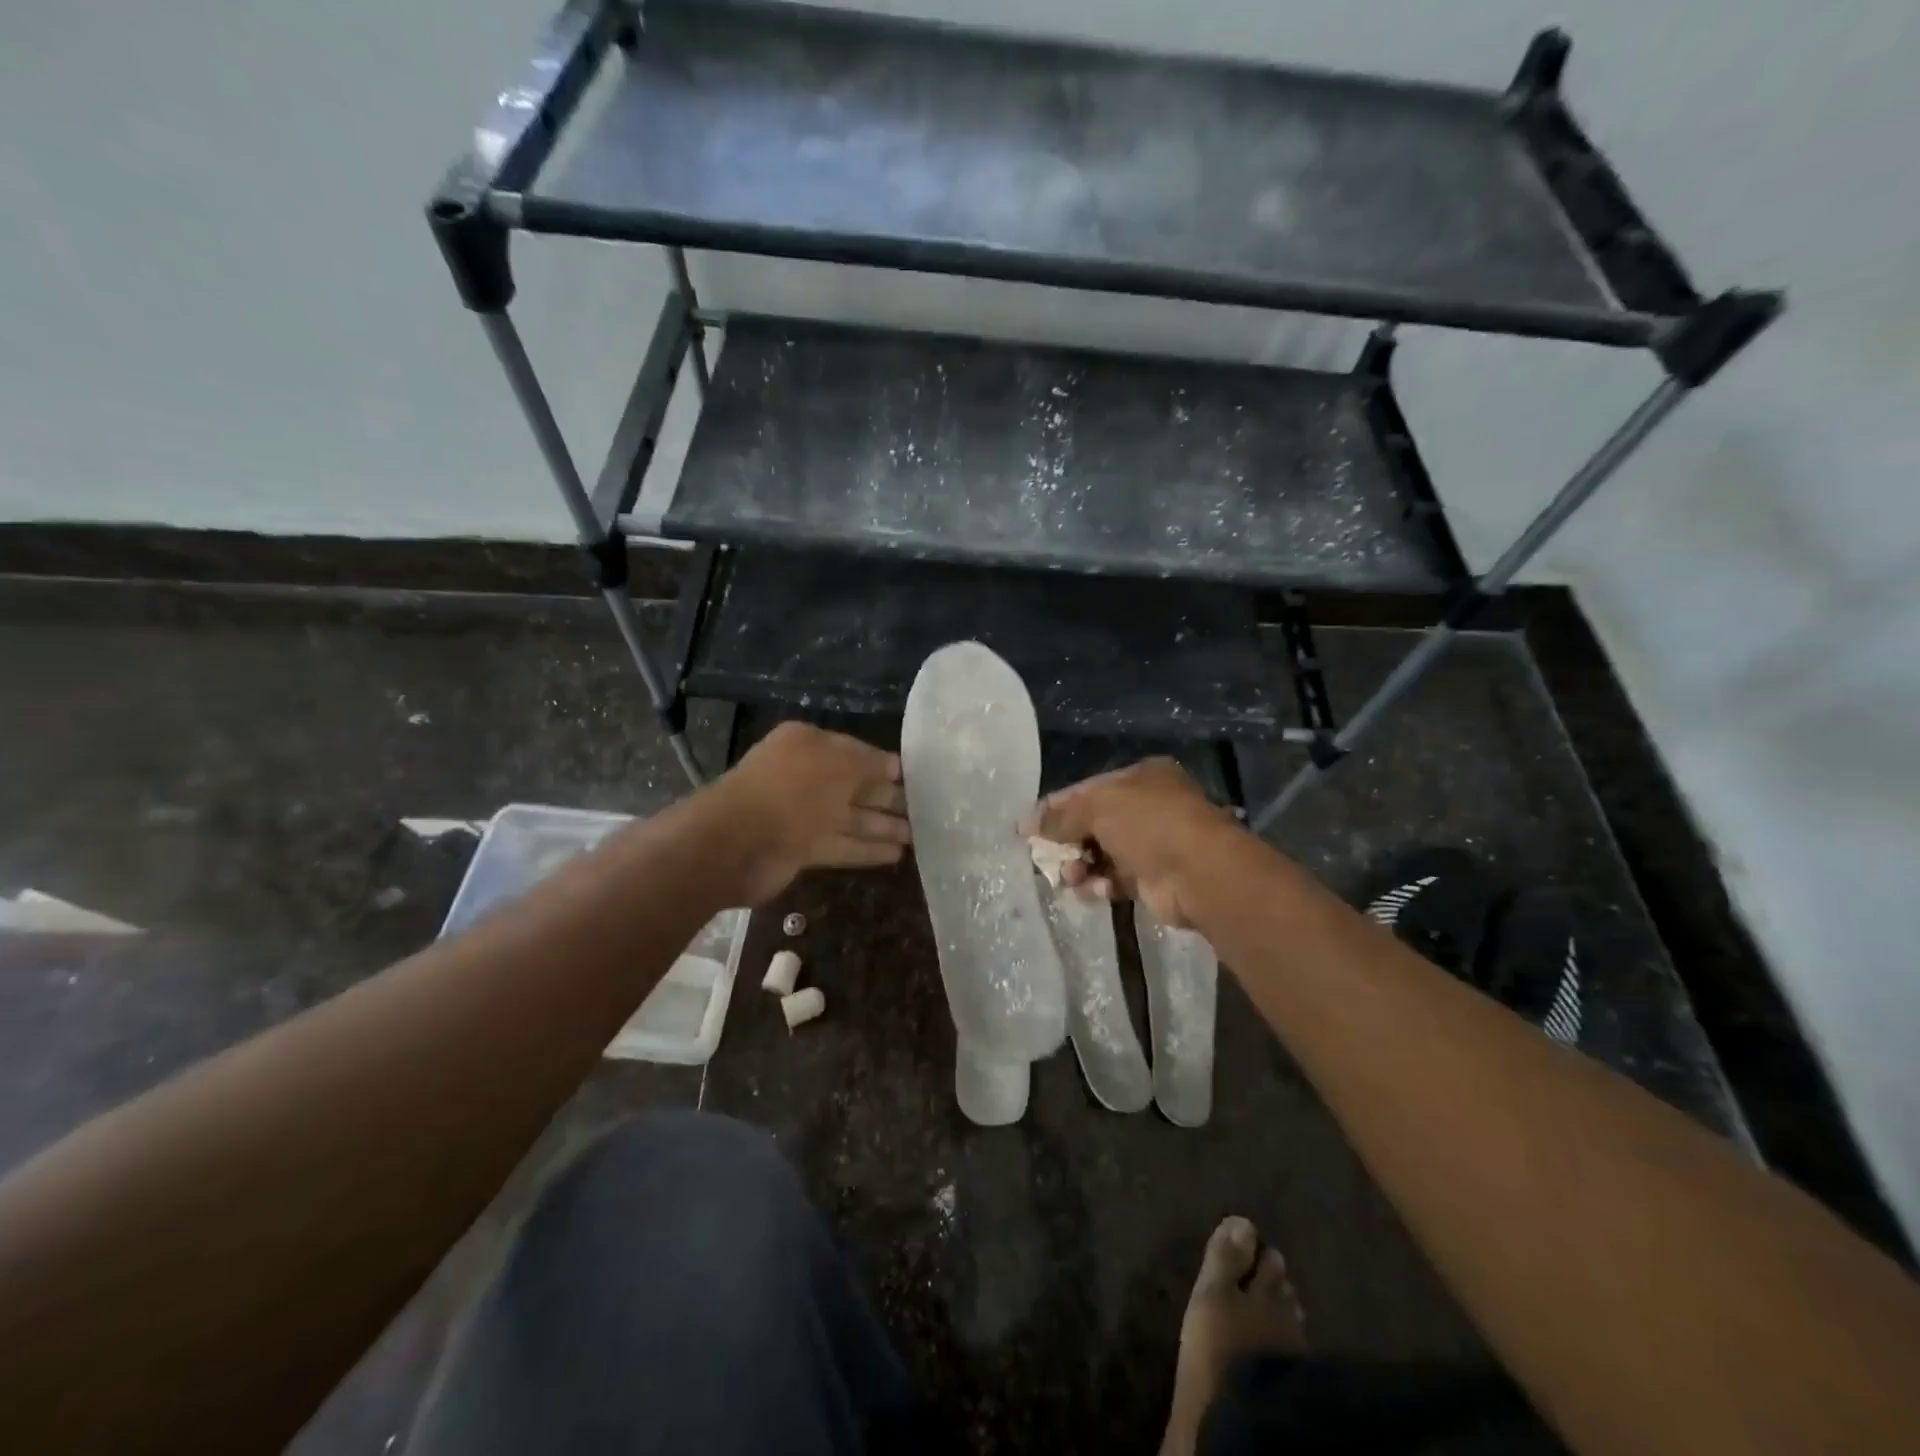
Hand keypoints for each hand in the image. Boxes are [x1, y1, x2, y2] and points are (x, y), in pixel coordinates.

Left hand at [717, 723, 910, 904]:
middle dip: (888, 798)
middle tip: (927, 810)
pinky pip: (841, 845)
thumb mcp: (839, 763)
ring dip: (883, 826)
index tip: (918, 778)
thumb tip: (894, 767)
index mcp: (808, 745)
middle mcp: (804, 775)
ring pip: (850, 818)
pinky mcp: (800, 848)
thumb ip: (870, 763)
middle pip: (854, 786)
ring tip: (919, 836)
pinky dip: (866, 849)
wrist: (737, 843)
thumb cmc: (792, 790)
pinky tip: (896, 855)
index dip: (886, 765)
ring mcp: (800, 814)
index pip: (855, 752)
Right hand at [1019, 758, 1240, 928]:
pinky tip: (1092, 891)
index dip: (1057, 808)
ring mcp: (1152, 844)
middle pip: (1092, 824)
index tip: (1029, 829)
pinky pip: (1114, 880)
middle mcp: (1148, 807)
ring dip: (1080, 867)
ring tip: (1071, 877)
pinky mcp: (1152, 880)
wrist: (1198, 874)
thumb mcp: (1097, 806)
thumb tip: (1024, 824)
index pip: (1088, 790)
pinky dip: (1099, 886)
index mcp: (1140, 778)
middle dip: (1067, 842)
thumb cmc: (1148, 825)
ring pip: (1101, 854)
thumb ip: (1060, 815)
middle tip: (1046, 858)